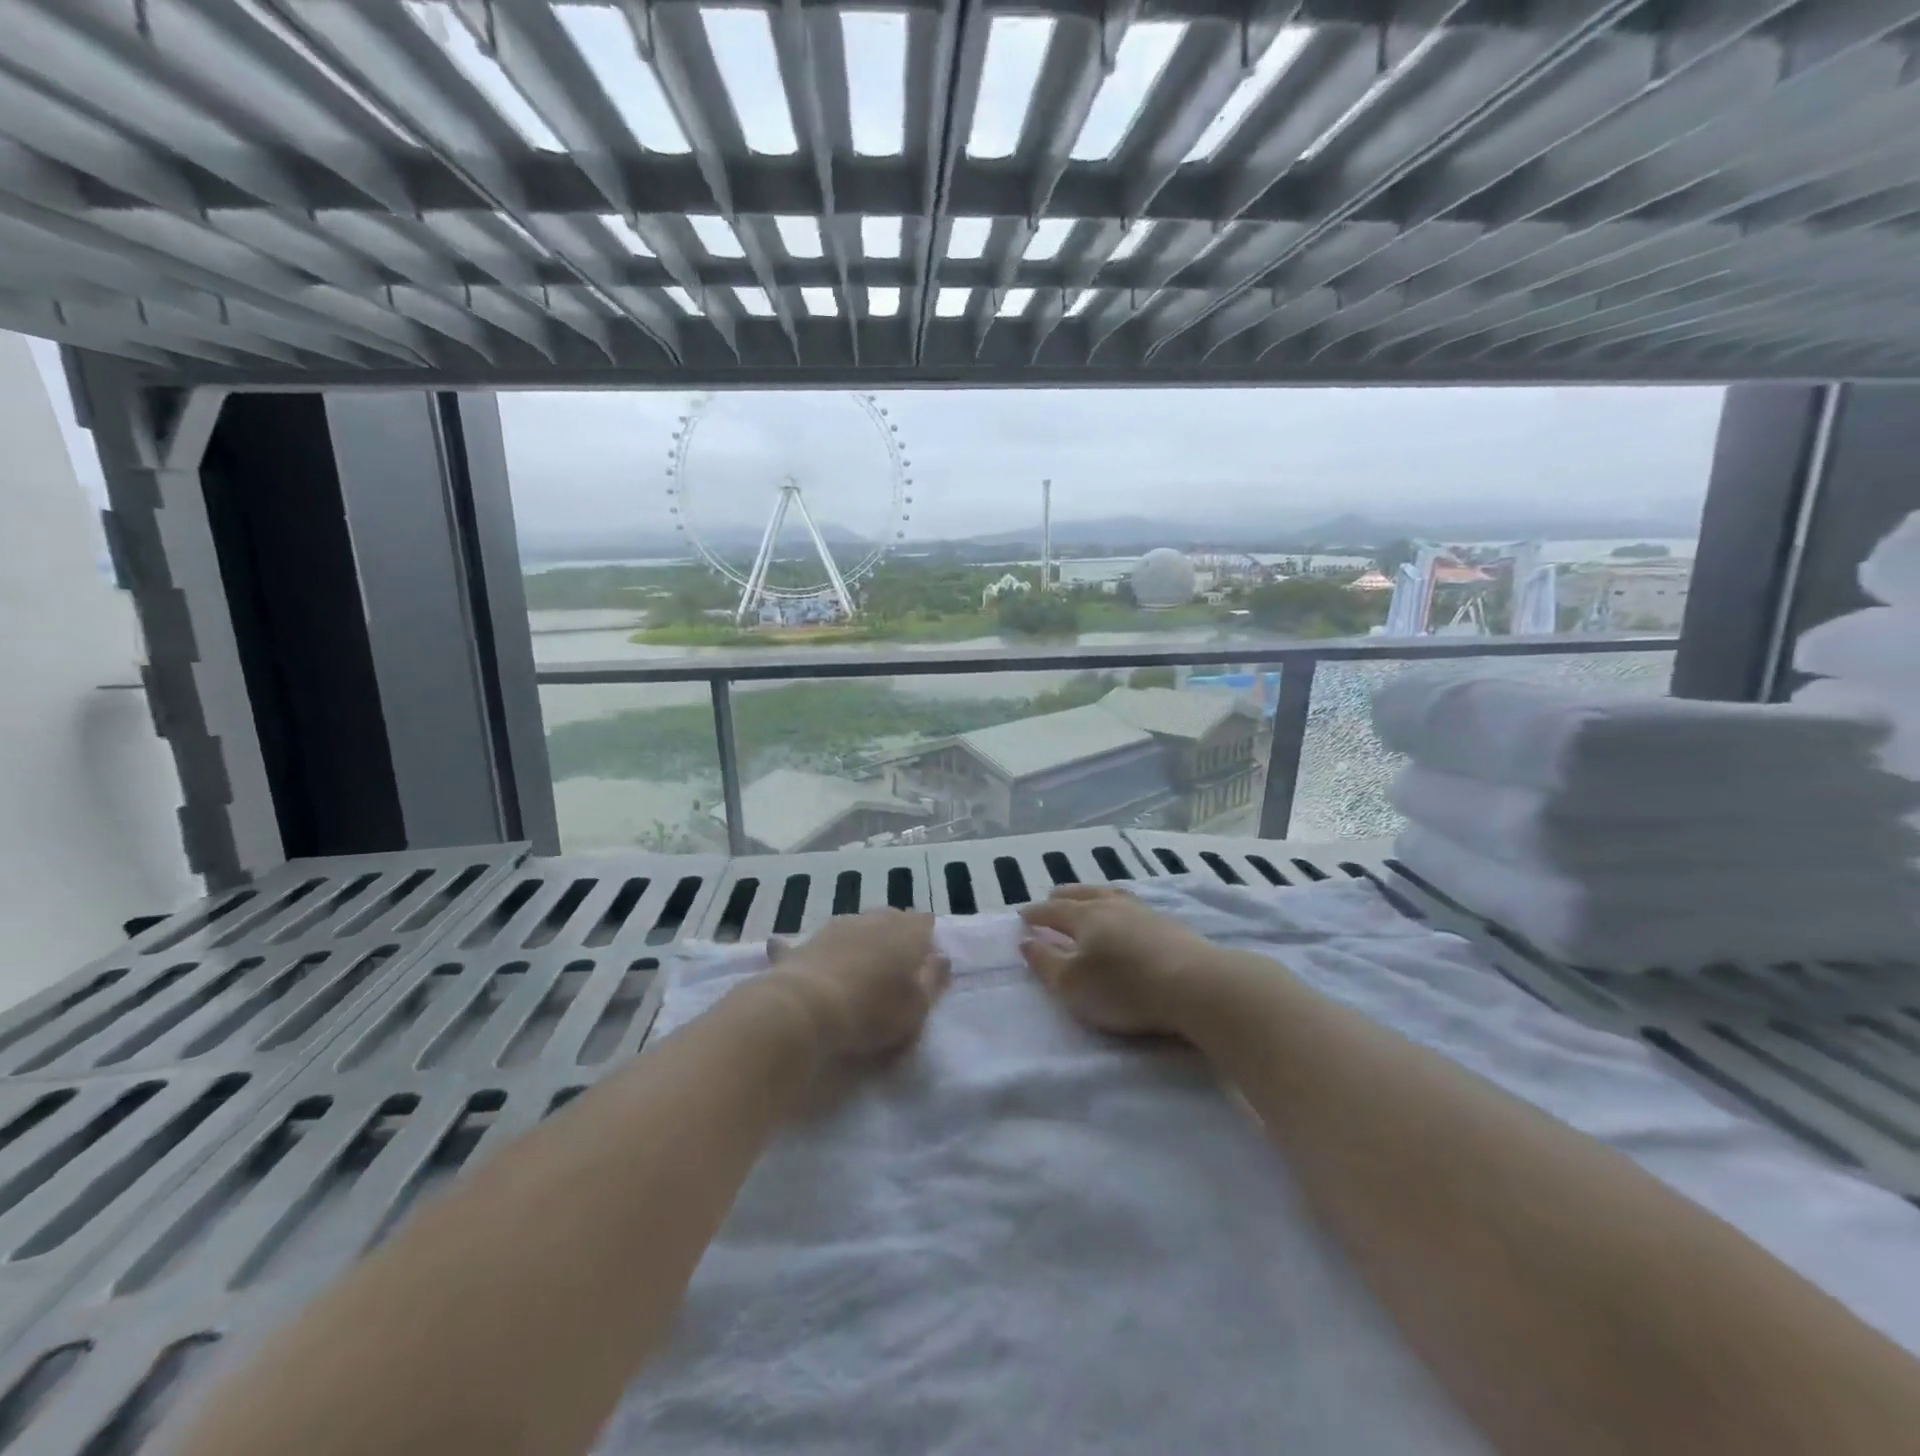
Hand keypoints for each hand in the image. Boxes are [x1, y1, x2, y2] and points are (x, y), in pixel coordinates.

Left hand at [766, 910, 948, 1058]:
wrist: (807, 1007)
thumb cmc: (873, 1010)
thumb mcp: (918, 1006)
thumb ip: (934, 979)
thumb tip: (942, 958)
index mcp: (907, 931)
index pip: (926, 922)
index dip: (927, 941)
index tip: (925, 966)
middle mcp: (874, 919)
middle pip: (891, 919)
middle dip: (895, 937)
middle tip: (895, 969)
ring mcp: (837, 926)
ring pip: (857, 926)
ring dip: (862, 941)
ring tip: (860, 969)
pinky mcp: (806, 941)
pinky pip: (818, 942)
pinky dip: (818, 949)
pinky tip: (804, 955)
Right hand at [1018, 886, 1213, 1036]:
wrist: (1196, 985)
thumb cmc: (1125, 987)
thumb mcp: (1073, 985)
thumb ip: (1045, 963)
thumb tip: (1026, 941)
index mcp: (1085, 916)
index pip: (1053, 910)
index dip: (1036, 913)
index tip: (1022, 915)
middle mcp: (1112, 906)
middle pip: (1082, 894)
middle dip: (1063, 896)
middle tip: (1052, 896)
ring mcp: (1144, 912)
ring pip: (1111, 895)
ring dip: (1093, 895)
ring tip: (1089, 898)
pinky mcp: (1169, 925)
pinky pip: (1133, 905)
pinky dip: (1119, 906)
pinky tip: (1127, 915)